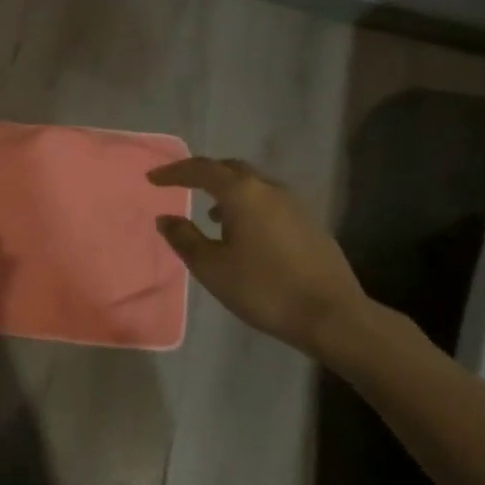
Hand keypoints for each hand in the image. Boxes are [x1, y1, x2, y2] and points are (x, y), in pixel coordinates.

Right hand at [149, 156, 369, 356]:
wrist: (331, 315)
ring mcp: (294, 203)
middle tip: (182, 186)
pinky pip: (269, 201)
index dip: (174, 172)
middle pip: (230, 169)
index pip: (201, 169)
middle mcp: (269, 188)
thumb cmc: (263, 288)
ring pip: (253, 184)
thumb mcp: (212, 267)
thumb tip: (165, 218)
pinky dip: (248, 205)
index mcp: (242, 193)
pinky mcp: (309, 222)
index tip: (152, 179)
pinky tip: (244, 233)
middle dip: (203, 174)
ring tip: (211, 214)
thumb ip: (184, 238)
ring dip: (227, 191)